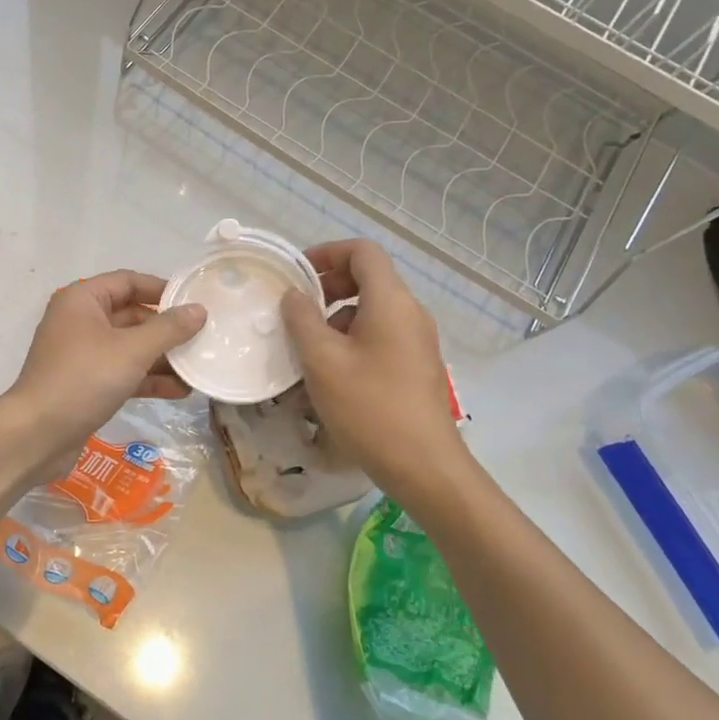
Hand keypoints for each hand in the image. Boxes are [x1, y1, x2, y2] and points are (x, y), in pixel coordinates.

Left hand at [1, 270, 205, 481]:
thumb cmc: (83, 379)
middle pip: (132, 315)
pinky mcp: (86, 384)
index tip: (195, 302)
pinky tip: (181, 391)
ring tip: (199, 367)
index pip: (128, 281)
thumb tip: (199, 310)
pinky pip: (123, 372)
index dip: (162, 289)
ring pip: (130, 347)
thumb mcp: (131, 350)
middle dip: (167, 329)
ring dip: (162, 357)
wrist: (37, 435)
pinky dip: (148, 378)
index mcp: (82, 300)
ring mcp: (82, 355)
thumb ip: (168, 329)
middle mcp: (80, 321)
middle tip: (204, 337)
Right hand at [279, 240, 467, 495]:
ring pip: (371, 312)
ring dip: (336, 320)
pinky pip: (380, 337)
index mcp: (391, 301)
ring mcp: (418, 342)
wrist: (424, 467)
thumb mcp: (322, 361)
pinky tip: (330, 375)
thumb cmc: (369, 407)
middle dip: (327, 288)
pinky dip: (352, 342)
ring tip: (307, 350)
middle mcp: (410, 313)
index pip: (362, 252)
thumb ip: (302, 319)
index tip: (297, 274)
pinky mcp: (417, 367)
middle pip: (368, 280)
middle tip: (296, 312)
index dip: (327, 253)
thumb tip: (294, 295)